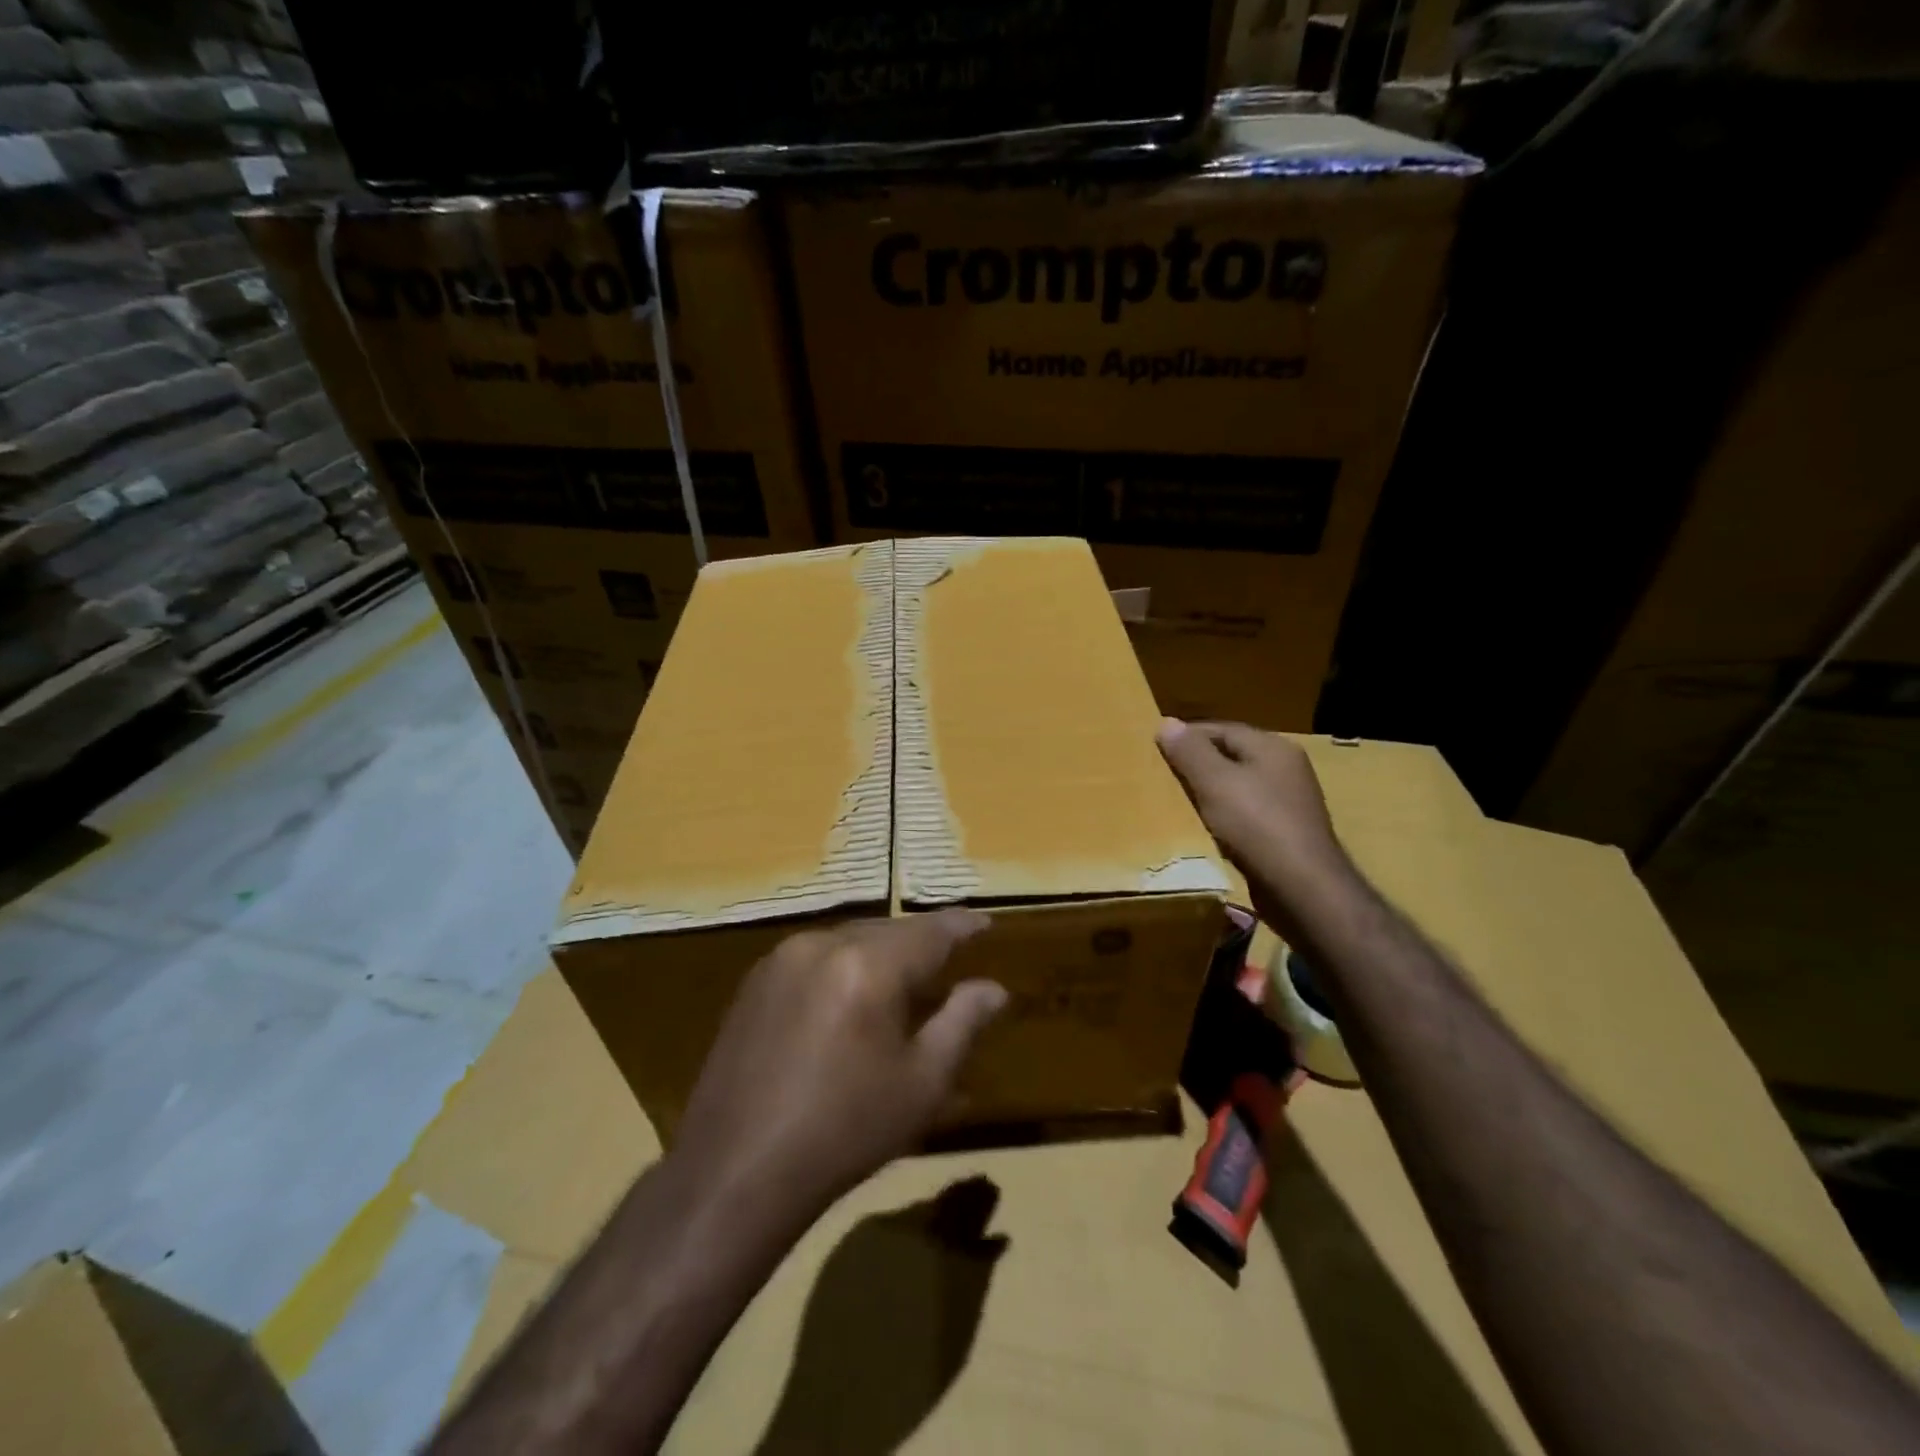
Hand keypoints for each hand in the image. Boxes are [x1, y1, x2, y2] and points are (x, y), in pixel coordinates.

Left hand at [672, 911, 1007, 1234]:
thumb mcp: (921, 1084)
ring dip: (880, 954)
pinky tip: (850, 999)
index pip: (929, 931)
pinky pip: (815, 957)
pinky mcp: (755, 981)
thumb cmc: (845, 1130)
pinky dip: (843, 967)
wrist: (736, 1171)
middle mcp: (823, 944)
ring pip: (849, 941)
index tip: (985, 923)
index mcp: (868, 965)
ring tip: (902, 980)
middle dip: (921, 942)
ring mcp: (782, 959)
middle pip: (887, 931)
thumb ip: (962, 1023)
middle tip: (949, 959)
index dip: (961, 925)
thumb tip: (994, 989)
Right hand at [1155, 719, 1357, 941]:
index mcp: (1272, 747)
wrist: (1303, 889)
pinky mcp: (1285, 834)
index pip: (1221, 729)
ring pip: (1237, 788)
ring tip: (1176, 805)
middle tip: (1161, 778)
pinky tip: (1205, 832)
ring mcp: (1288, 803)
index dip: (1186, 737)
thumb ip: (1190, 752)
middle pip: (1230, 757)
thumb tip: (1166, 722)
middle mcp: (1285, 769)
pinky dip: (1223, 819)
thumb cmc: (1257, 826)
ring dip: (1208, 795)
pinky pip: (1245, 816)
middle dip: (1196, 766)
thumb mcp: (1215, 783)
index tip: (1154, 750)